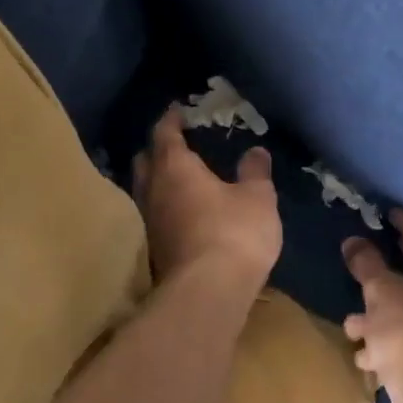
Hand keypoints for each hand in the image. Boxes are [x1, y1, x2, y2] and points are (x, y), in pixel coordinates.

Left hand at [133, 107, 281, 287]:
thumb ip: (255, 172)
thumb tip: (256, 151)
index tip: (176, 109)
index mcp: (175, 168)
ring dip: (159, 180)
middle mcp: (154, 191)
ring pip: (147, 190)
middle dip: (158, 150)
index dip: (171, 120)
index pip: (165, 134)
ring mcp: (150, 223)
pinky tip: (184, 211)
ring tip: (179, 177)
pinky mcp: (155, 250)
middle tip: (175, 144)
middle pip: (146, 161)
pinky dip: (166, 206)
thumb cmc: (235, 233)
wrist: (209, 292)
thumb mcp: (257, 198)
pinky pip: (156, 215)